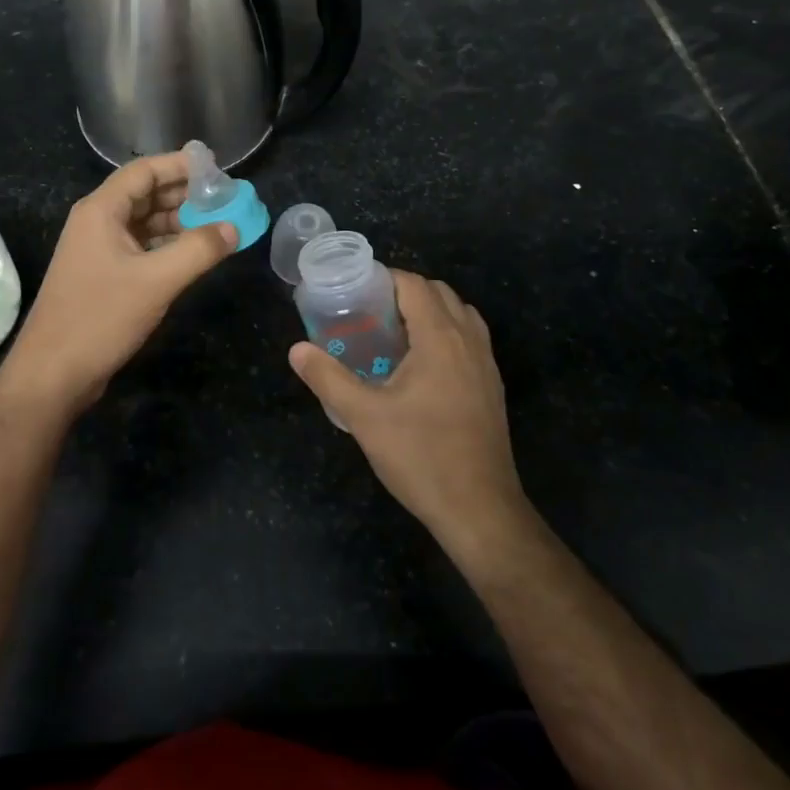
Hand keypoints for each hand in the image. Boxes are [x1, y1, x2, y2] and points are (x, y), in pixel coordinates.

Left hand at [0, 151, 236, 418]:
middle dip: (185, 194)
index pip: (144, 170)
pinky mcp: (104, 274)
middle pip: (145, 193)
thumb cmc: (100, 318)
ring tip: (218, 225)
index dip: (181, 165)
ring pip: (145, 222)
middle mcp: (97, 222)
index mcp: (101, 211)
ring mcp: (99, 249)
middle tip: (225, 199)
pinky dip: (168, 245)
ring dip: (179, 220)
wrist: (52, 374)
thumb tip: (234, 228)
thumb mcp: (156, 281)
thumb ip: (199, 250)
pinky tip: (194, 253)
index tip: (218, 171)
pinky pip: (141, 246)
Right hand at [287, 272, 526, 550]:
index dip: (385, 278)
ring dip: (430, 311)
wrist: (479, 510)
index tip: (356, 290)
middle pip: (439, 292)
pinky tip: (420, 367)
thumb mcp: (364, 417)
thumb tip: (297, 350)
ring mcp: (486, 364)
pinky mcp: (492, 386)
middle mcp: (469, 341)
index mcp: (440, 337)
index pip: (415, 285)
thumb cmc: (420, 456)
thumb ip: (328, 378)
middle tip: (369, 312)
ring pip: (460, 314)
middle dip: (405, 292)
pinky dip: (446, 333)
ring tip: (394, 334)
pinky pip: (470, 339)